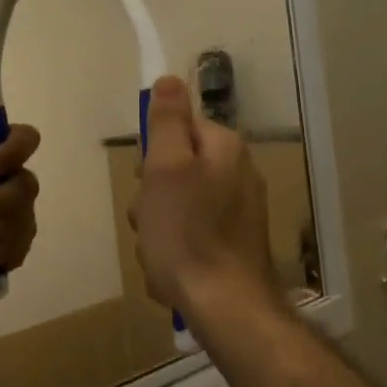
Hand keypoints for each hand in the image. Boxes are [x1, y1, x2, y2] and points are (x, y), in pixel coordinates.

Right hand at [128, 75, 280, 322]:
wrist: (226, 307)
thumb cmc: (186, 233)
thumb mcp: (165, 168)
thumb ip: (167, 122)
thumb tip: (170, 78)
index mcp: (225, 148)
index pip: (178, 128)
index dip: (153, 154)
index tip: (146, 180)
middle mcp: (239, 172)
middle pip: (177, 169)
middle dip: (153, 197)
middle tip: (149, 221)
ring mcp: (240, 211)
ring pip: (180, 205)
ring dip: (159, 228)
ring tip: (158, 252)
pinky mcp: (236, 244)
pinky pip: (192, 234)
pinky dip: (176, 250)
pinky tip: (172, 271)